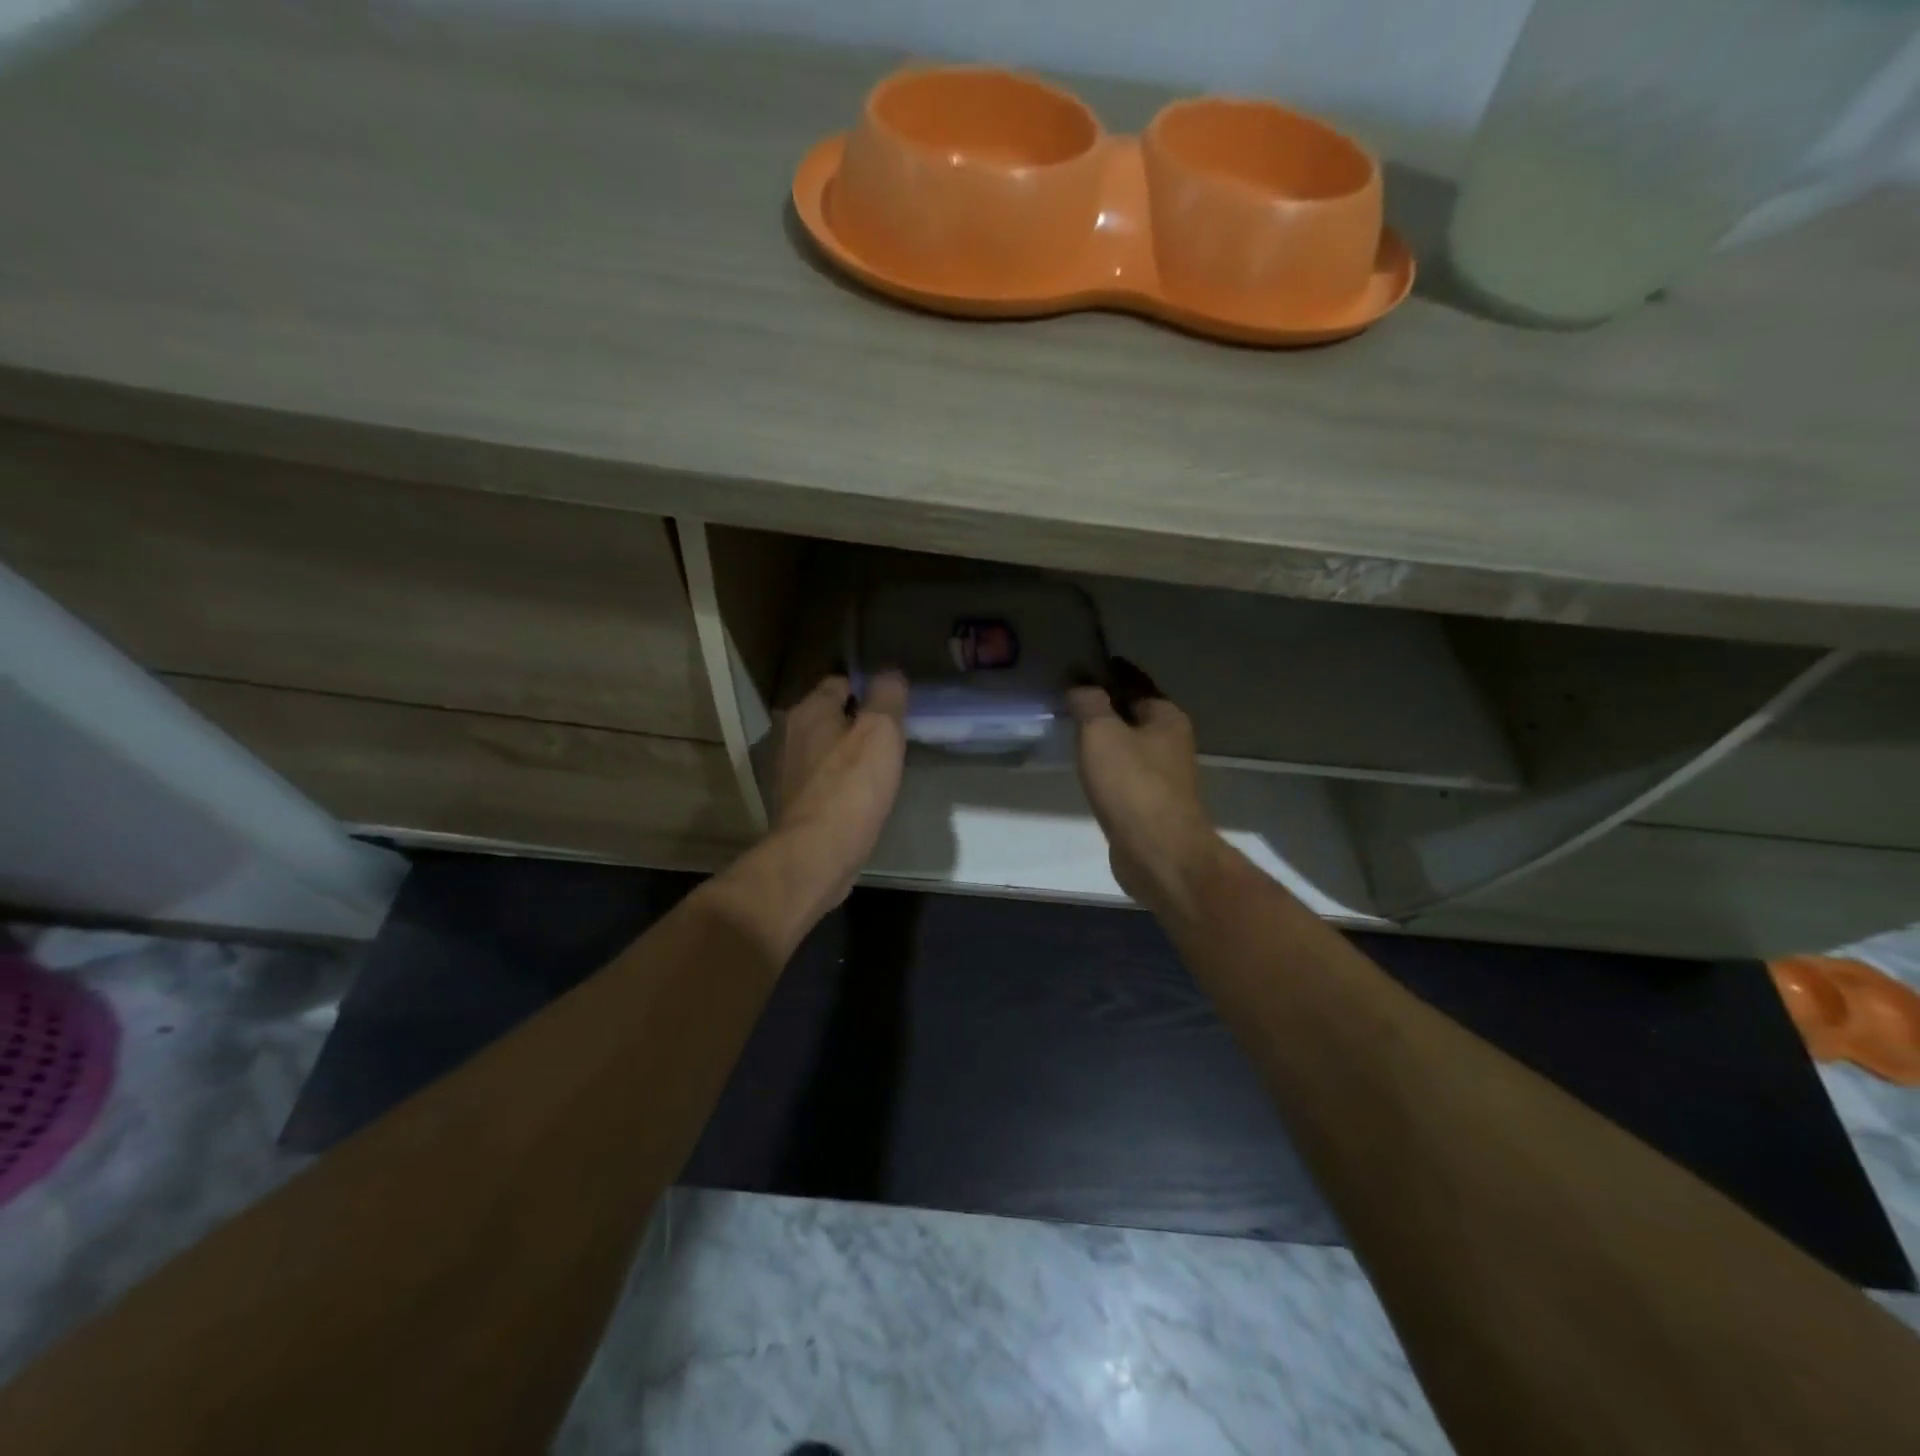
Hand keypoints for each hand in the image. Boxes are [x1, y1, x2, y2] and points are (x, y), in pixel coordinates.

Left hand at [773, 671, 907, 907]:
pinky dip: (840, 783)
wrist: (816, 855)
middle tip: (892, 738)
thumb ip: (887, 696)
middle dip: (858, 723)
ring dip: (848, 754)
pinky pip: (823, 780)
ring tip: (880, 769)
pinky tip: (860, 797)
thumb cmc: (851, 787)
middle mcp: (790, 735)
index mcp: (808, 711)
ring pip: (825, 749)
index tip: (894, 707)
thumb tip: (890, 674)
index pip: (840, 682)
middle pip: (830, 716)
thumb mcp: (881, 731)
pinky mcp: (793, 804)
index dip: (869, 689)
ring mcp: (788, 771)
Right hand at [1067, 662, 1221, 915]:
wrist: (1157, 852)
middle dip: (1107, 705)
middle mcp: (1171, 743)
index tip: (1083, 666)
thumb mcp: (1101, 732)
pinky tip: (1086, 768)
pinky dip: (1107, 766)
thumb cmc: (1132, 784)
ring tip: (1073, 729)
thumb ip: (1088, 703)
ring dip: (1106, 737)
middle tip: (1070, 697)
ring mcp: (1163, 777)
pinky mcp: (1150, 805)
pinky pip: (1124, 774)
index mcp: (1166, 718)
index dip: (1110, 672)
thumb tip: (1079, 684)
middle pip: (1134, 714)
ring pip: (1129, 746)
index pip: (1136, 683)